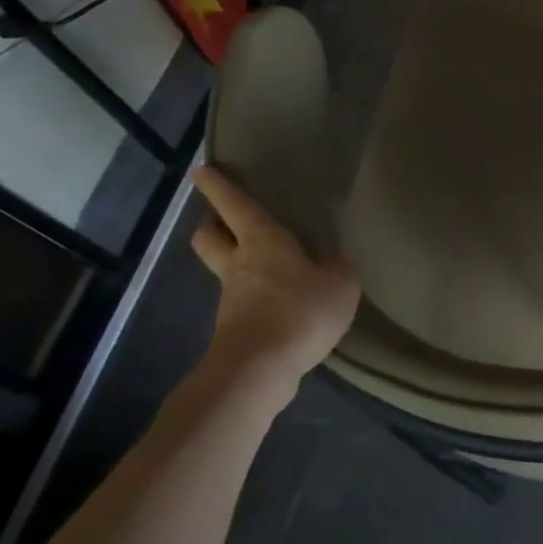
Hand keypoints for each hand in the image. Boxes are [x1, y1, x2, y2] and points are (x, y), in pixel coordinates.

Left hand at [189, 165, 360, 389]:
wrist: (258, 372)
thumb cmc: (300, 312)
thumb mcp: (340, 282)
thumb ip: (336, 264)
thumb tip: (327, 258)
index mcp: (263, 242)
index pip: (236, 206)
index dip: (219, 186)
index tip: (202, 171)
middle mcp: (238, 265)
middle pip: (209, 236)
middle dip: (212, 223)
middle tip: (225, 218)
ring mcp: (230, 299)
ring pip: (223, 269)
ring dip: (234, 261)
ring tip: (266, 265)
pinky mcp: (232, 330)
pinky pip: (240, 302)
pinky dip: (253, 296)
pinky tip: (278, 304)